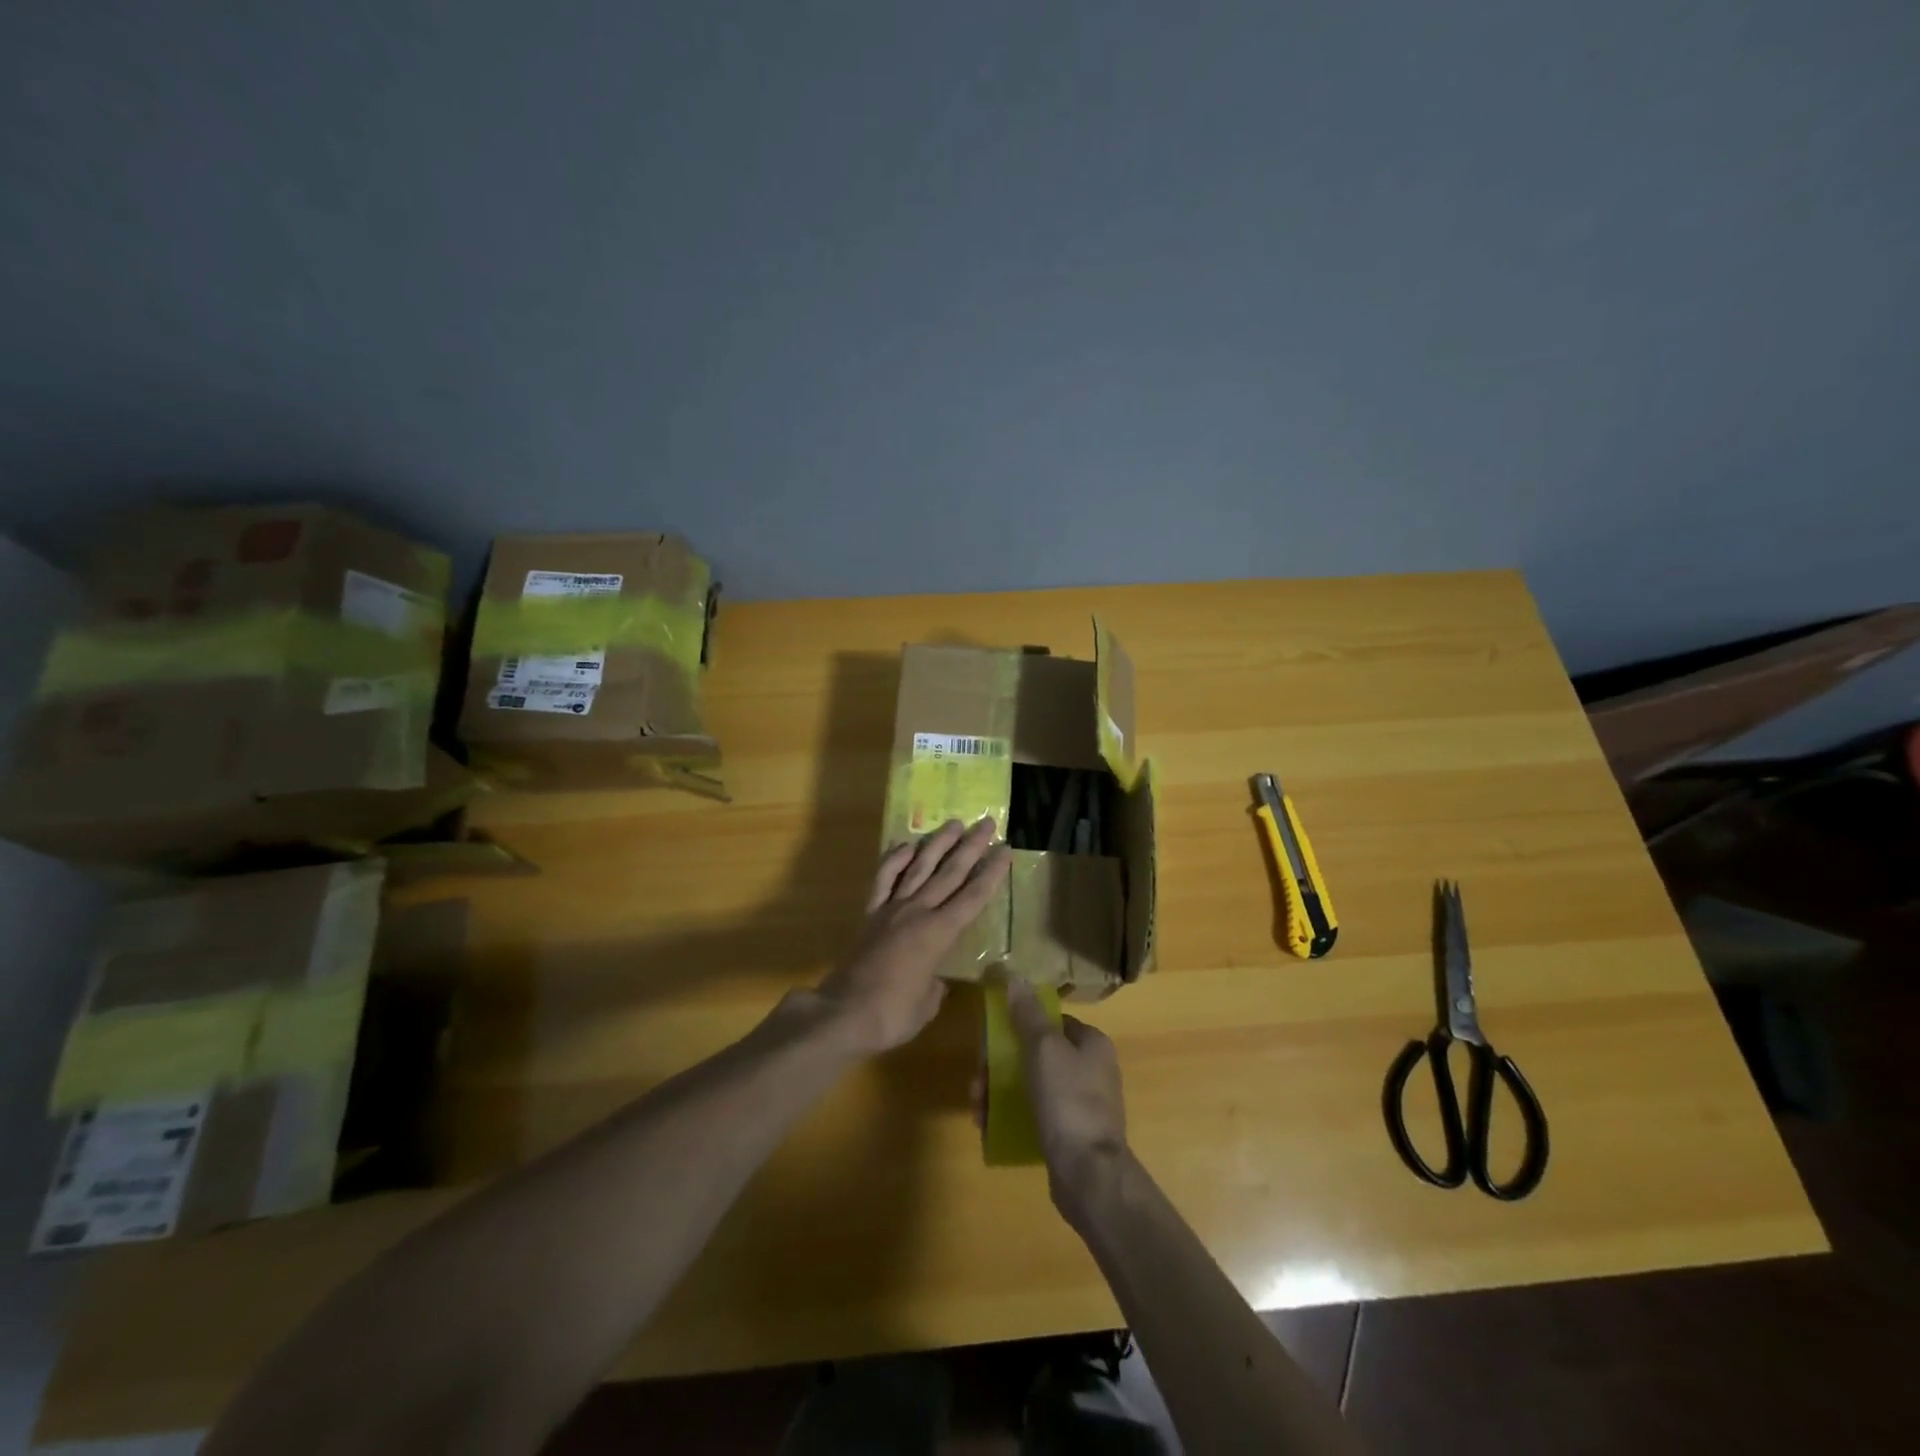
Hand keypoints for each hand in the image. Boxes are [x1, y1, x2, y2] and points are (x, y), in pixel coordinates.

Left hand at [810, 817, 1011, 1057]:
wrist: (843, 1013)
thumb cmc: (892, 1014)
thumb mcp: (927, 1004)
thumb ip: (935, 985)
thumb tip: (933, 978)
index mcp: (939, 933)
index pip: (973, 896)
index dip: (991, 873)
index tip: (1005, 850)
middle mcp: (918, 912)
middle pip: (950, 872)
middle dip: (971, 847)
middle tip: (986, 823)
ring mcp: (892, 909)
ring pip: (919, 867)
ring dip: (937, 843)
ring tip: (953, 823)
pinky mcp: (871, 913)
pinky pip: (884, 879)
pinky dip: (894, 860)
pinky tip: (905, 845)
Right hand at [986, 979, 1131, 1228]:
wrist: (1089, 1174)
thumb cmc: (1068, 1100)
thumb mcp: (1043, 1048)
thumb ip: (1027, 1013)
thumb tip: (1012, 974)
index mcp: (1092, 1044)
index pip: (1051, 1020)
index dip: (1019, 1025)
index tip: (991, 1040)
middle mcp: (1091, 1069)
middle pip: (1036, 1054)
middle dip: (1000, 1065)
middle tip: (977, 1082)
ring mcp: (1082, 1104)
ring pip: (1031, 1085)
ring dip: (999, 1091)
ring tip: (978, 1109)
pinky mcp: (1071, 1134)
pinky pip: (1035, 1114)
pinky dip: (1012, 1115)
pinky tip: (989, 1127)